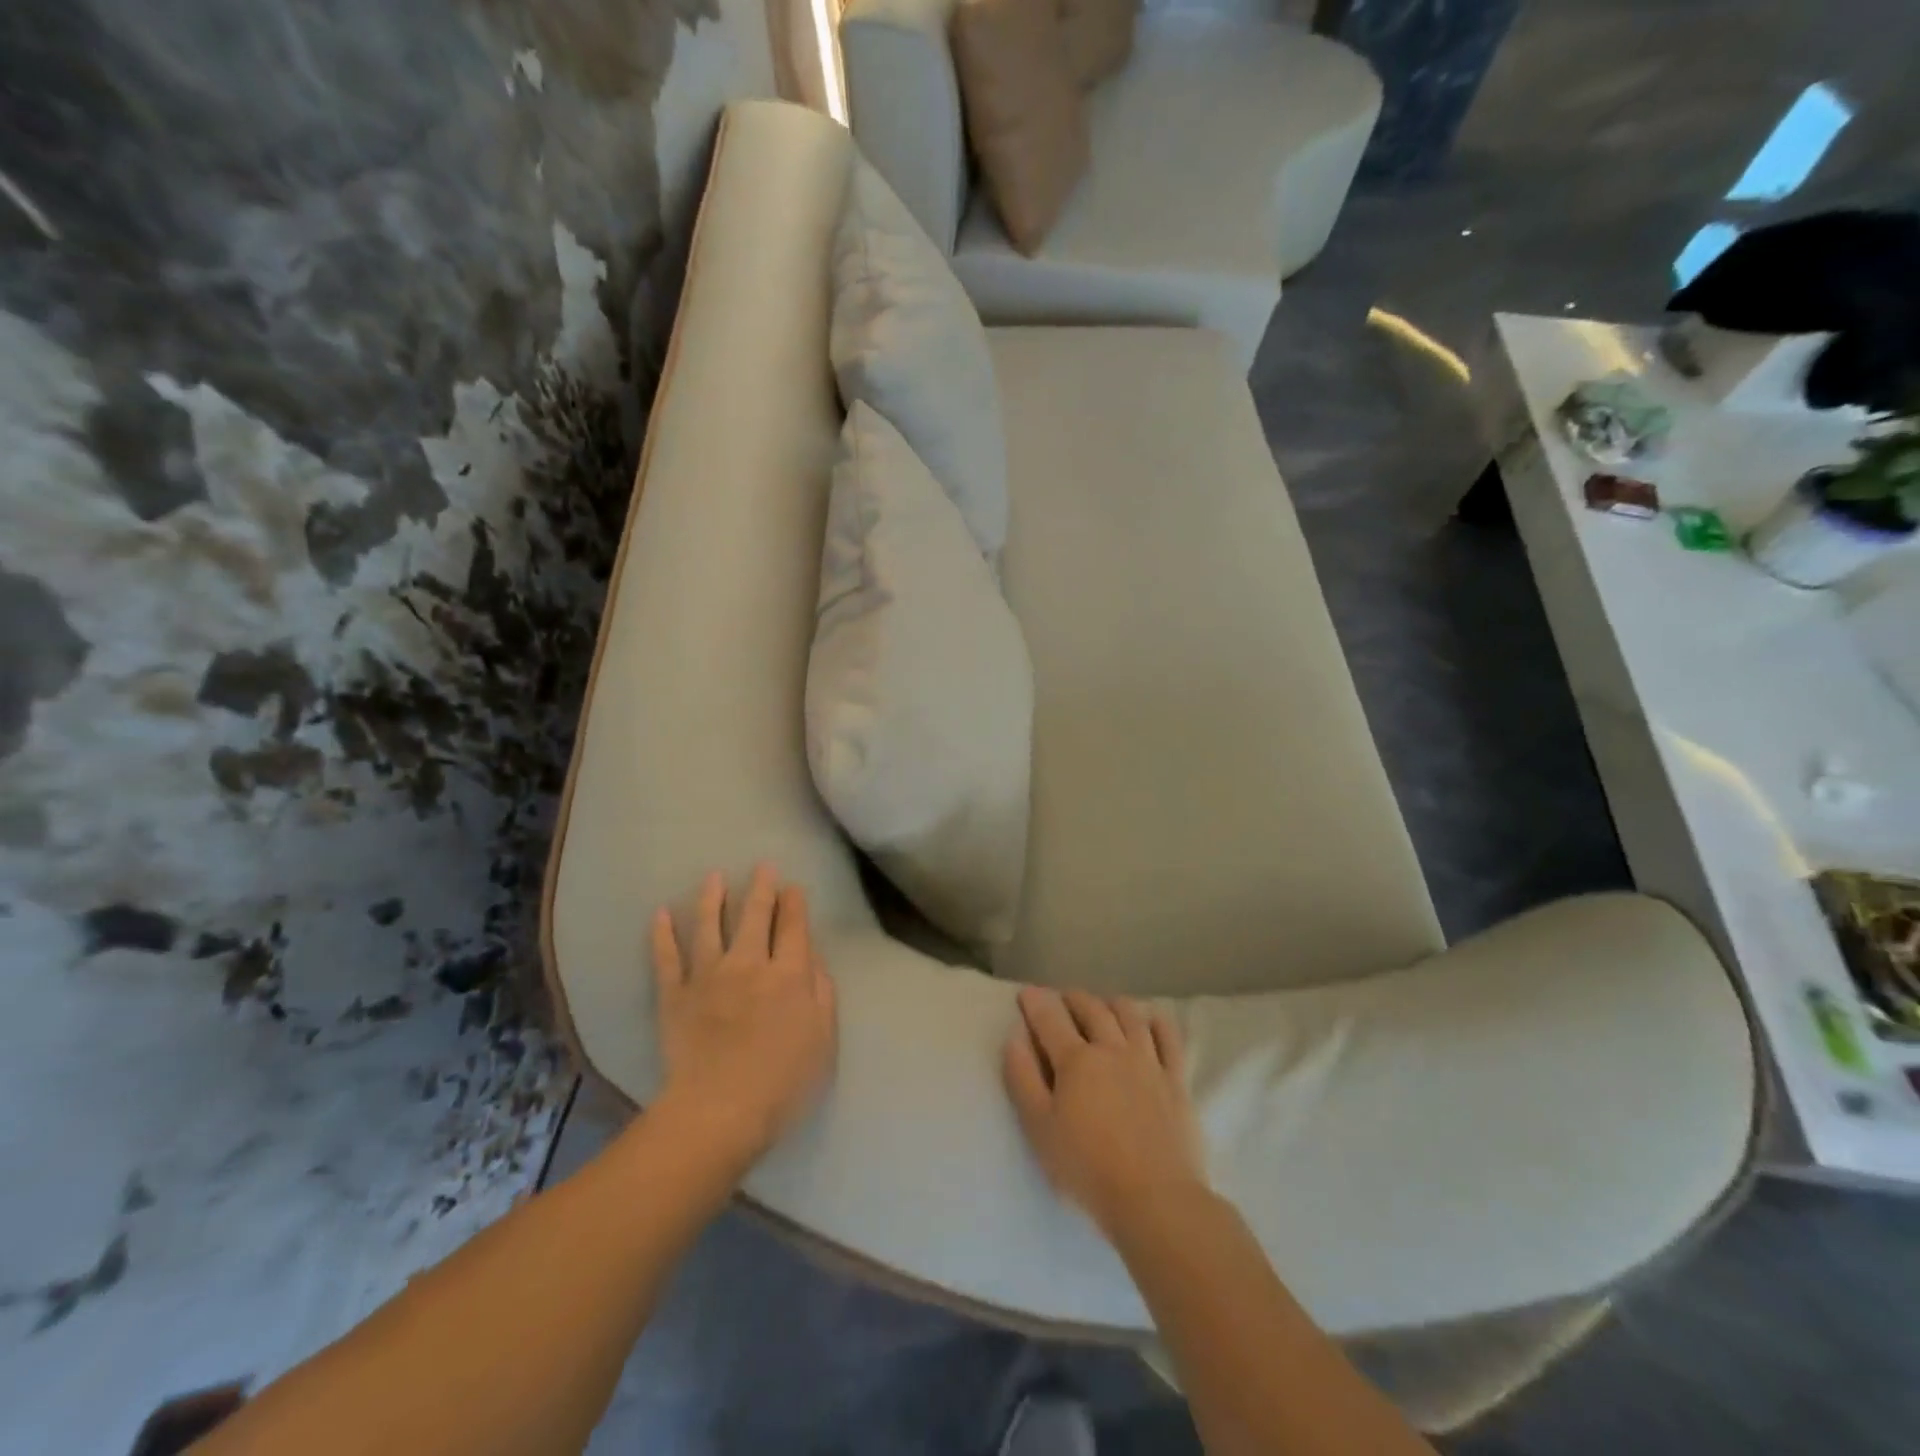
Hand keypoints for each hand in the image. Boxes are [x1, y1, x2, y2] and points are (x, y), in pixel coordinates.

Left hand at [651, 865, 837, 1162]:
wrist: (719, 1111)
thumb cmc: (783, 1081)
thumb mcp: (823, 1038)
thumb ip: (821, 992)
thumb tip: (812, 957)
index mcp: (789, 974)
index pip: (794, 927)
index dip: (794, 904)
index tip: (793, 887)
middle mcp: (749, 963)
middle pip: (756, 916)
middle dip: (762, 888)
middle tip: (763, 867)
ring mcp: (708, 976)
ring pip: (710, 926)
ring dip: (713, 898)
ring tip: (714, 876)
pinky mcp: (675, 995)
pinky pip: (667, 957)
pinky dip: (662, 934)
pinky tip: (660, 913)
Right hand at [1002, 987, 1206, 1236]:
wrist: (1155, 1199)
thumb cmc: (1087, 1168)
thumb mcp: (1038, 1128)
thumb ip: (1023, 1078)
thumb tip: (1015, 1037)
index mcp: (1076, 1060)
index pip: (1050, 1019)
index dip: (1035, 1002)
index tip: (1026, 994)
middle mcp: (1112, 1049)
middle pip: (1091, 1009)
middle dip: (1073, 998)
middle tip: (1062, 998)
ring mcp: (1148, 1061)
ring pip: (1130, 1015)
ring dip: (1111, 1003)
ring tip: (1103, 1005)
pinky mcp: (1176, 1080)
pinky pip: (1168, 1037)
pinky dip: (1155, 1021)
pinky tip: (1149, 1021)